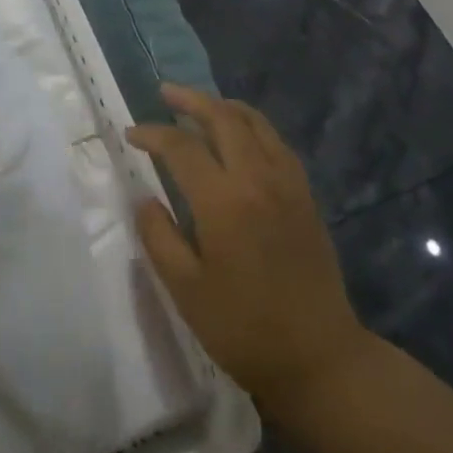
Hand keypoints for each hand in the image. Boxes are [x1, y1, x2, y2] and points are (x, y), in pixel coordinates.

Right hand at [129, 84, 365, 424]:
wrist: (321, 359)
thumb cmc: (245, 329)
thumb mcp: (186, 291)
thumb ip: (158, 237)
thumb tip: (144, 198)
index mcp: (224, 201)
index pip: (181, 147)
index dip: (152, 134)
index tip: (131, 135)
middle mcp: (258, 178)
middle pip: (222, 117)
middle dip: (190, 100)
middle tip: (165, 93)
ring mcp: (287, 183)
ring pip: (254, 122)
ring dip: (222, 106)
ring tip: (199, 106)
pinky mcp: (305, 195)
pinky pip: (275, 141)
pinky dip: (251, 125)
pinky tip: (239, 136)